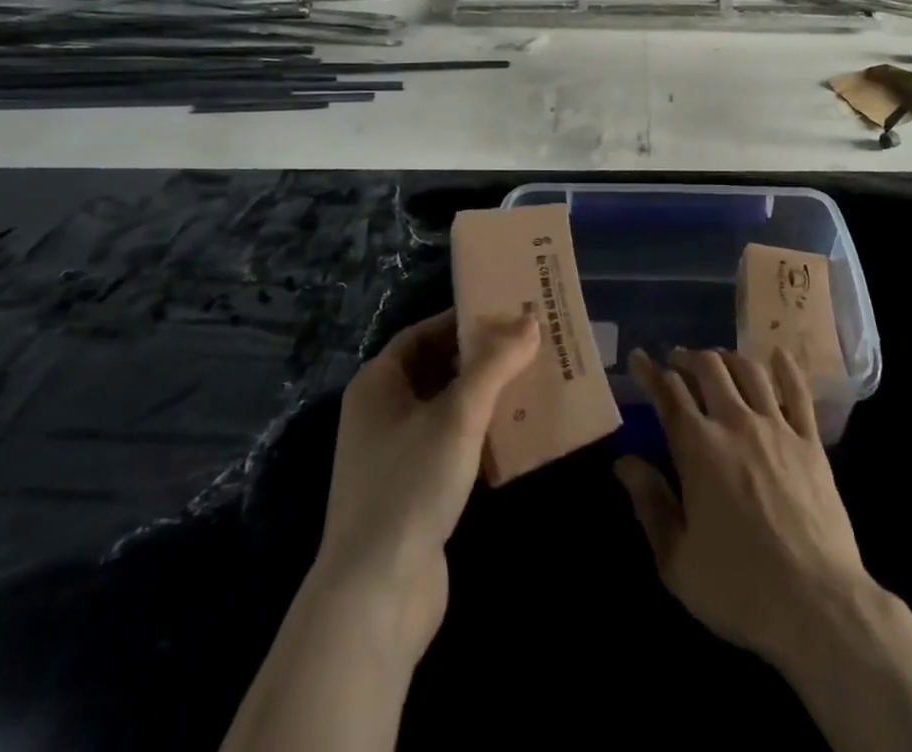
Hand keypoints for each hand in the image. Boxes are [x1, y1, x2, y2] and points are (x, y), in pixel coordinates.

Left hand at [314, 309, 539, 659]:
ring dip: (489, 397)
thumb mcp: (458, 414)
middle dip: (484, 358)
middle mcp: (382, 413)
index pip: (424, 333)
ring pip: (450, 409)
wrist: (375, 598)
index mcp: (378, 384)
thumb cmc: (411, 485)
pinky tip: (522, 434)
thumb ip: (495, 364)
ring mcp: (397, 455)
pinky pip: (455, 446)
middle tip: (532, 345)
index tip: (509, 312)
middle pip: (439, 369)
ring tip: (536, 382)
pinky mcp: (416, 492)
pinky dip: (484, 435)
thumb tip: (529, 320)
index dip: (464, 320)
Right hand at [616, 346, 869, 671]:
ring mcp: (777, 428)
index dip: (650, 371)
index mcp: (698, 448)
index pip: (669, 393)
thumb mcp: (677, 560)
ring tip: (717, 360)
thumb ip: (650, 503)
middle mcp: (736, 423)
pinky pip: (798, 392)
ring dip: (728, 357)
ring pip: (749, 371)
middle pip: (709, 368)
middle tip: (677, 360)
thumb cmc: (739, 588)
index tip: (639, 357)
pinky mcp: (810, 442)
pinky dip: (785, 367)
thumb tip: (625, 462)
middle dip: (688, 357)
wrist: (817, 604)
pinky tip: (777, 355)